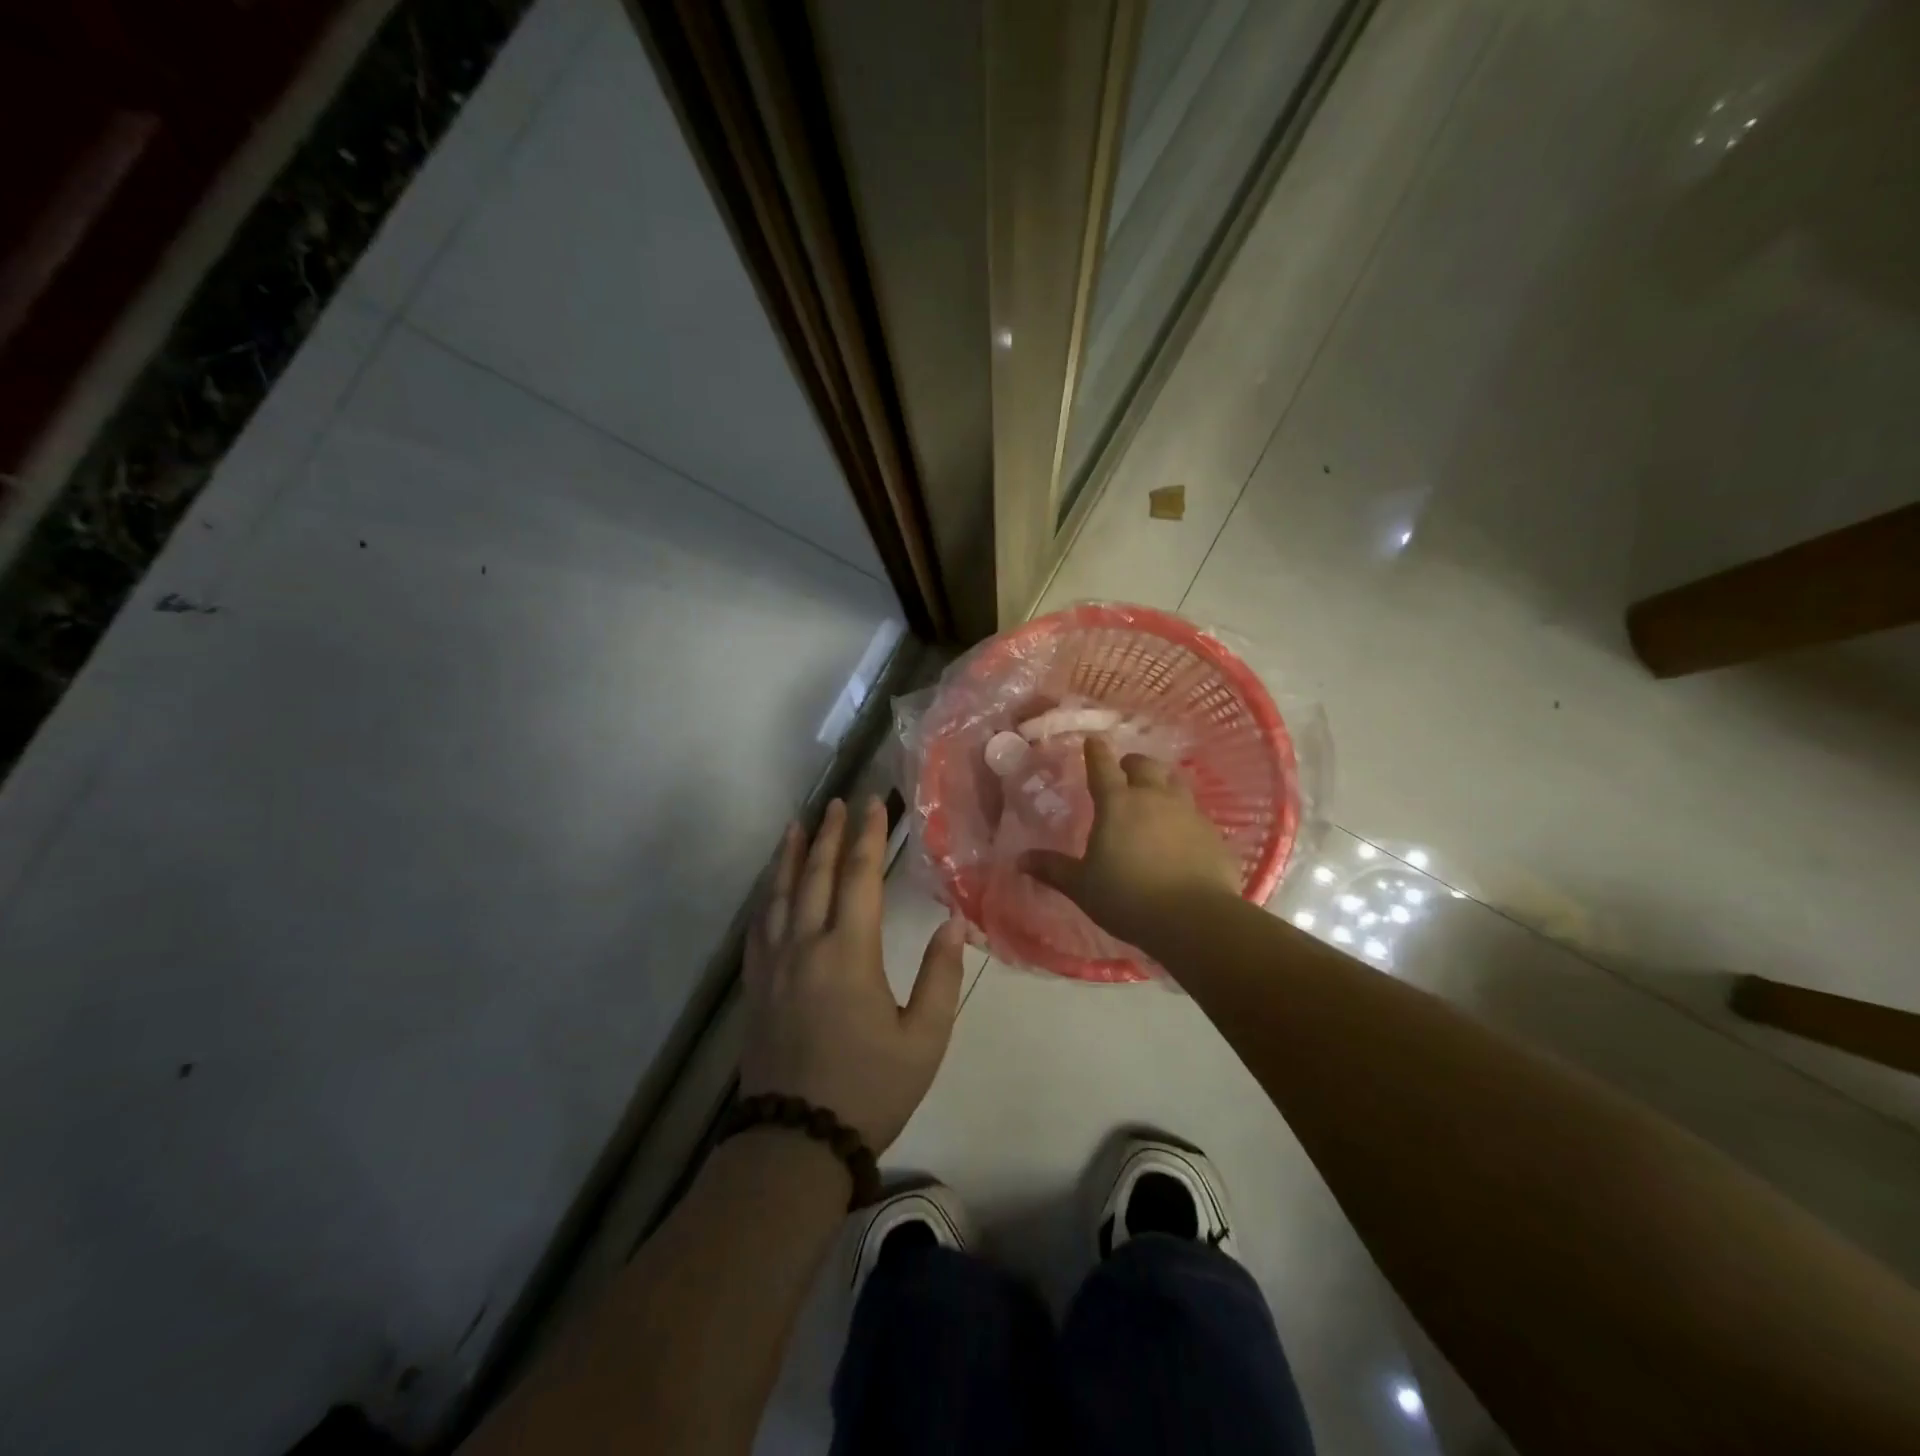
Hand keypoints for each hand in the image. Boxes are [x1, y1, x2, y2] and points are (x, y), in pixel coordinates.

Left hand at [739, 797, 966, 1152]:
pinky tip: (771, 885)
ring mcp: (774, 964)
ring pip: (780, 893)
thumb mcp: (923, 1039)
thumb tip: (951, 926)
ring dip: (791, 855)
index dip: (868, 836)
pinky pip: (759, 925)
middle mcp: (806, 945)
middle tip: (838, 802)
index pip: (859, 877)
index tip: (874, 803)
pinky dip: (767, 894)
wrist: (796, 1142)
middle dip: (829, 834)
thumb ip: (939, 978)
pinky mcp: (756, 984)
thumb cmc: (869, 1089)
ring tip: (798, 825)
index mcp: (849, 953)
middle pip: (815, 874)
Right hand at [1024, 737, 1242, 947]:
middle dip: (1132, 763)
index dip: (1096, 752)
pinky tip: (1181, 832)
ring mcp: (1187, 813)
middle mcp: (1153, 798)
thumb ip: (1053, 869)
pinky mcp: (1212, 834)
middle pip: (1145, 765)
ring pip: (1175, 782)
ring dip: (1162, 781)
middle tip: (1124, 770)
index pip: (1103, 766)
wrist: (1194, 919)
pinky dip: (1183, 815)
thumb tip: (1020, 859)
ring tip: (1155, 793)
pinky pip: (1195, 813)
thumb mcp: (1082, 886)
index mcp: (1117, 804)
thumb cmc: (1128, 898)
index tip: (1092, 741)